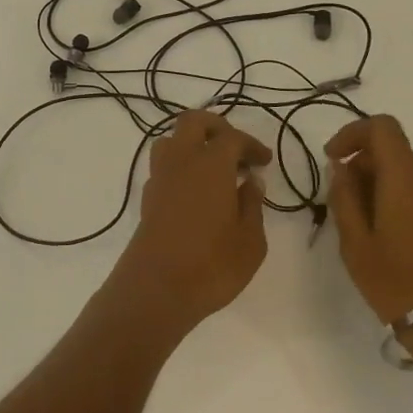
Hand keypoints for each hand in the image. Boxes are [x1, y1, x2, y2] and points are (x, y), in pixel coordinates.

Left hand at [109, 111, 271, 338]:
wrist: (156, 290)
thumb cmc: (212, 264)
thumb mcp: (250, 241)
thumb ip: (253, 206)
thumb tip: (251, 182)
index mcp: (211, 164)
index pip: (232, 137)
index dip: (251, 145)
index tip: (265, 161)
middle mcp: (182, 160)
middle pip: (193, 122)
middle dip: (216, 127)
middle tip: (235, 148)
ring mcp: (160, 178)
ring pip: (171, 140)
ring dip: (192, 144)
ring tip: (212, 168)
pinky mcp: (147, 198)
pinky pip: (163, 166)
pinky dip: (180, 167)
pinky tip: (194, 192)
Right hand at [325, 115, 412, 325]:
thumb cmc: (400, 282)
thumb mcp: (356, 243)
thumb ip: (344, 197)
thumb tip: (342, 168)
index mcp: (406, 175)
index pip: (381, 126)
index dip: (352, 133)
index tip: (332, 159)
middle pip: (391, 150)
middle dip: (361, 165)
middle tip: (340, 203)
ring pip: (405, 172)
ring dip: (377, 184)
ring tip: (361, 226)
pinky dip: (397, 198)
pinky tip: (387, 236)